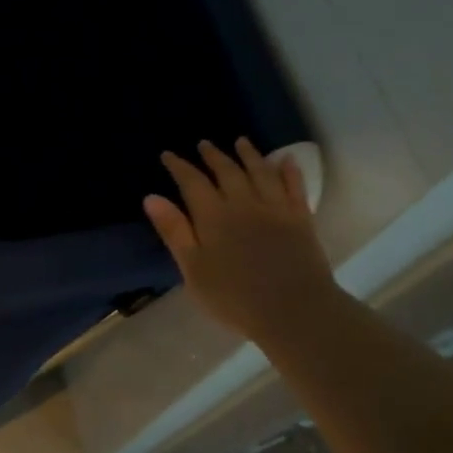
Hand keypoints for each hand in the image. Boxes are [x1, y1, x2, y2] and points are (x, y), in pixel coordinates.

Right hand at [144, 139, 338, 345]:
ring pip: (260, 172)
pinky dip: (289, 171)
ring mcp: (275, 209)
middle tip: (204, 144)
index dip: (179, 166)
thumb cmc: (234, 297)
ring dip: (249, 155)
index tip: (168, 155)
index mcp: (213, 216)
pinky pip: (294, 187)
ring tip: (241, 142)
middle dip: (213, 156)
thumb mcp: (193, 269)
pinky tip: (285, 160)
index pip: (192, 182)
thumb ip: (174, 231)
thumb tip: (151, 197)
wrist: (294, 311)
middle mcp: (243, 203)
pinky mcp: (300, 219)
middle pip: (227, 171)